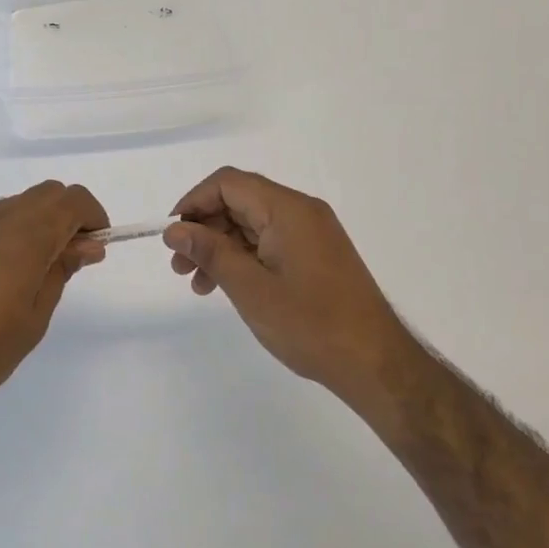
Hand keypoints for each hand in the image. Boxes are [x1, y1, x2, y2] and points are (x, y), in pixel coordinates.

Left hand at [0, 181, 107, 427]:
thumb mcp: (34, 318)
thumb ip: (60, 272)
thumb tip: (86, 245)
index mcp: (25, 237)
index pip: (72, 200)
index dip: (93, 217)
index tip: (96, 247)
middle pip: (47, 193)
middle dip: (70, 215)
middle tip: (74, 256)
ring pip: (19, 203)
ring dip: (41, 220)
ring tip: (42, 267)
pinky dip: (14, 230)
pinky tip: (7, 272)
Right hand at [165, 167, 405, 400]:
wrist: (375, 364)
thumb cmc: (310, 325)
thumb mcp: (250, 289)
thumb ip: (210, 253)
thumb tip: (174, 230)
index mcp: (288, 210)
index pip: (229, 183)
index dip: (194, 202)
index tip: (172, 236)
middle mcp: (302, 211)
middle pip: (240, 201)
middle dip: (204, 229)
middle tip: (180, 267)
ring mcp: (312, 233)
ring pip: (252, 224)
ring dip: (220, 247)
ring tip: (198, 284)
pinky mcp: (317, 254)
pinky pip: (270, 242)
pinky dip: (244, 258)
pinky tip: (228, 286)